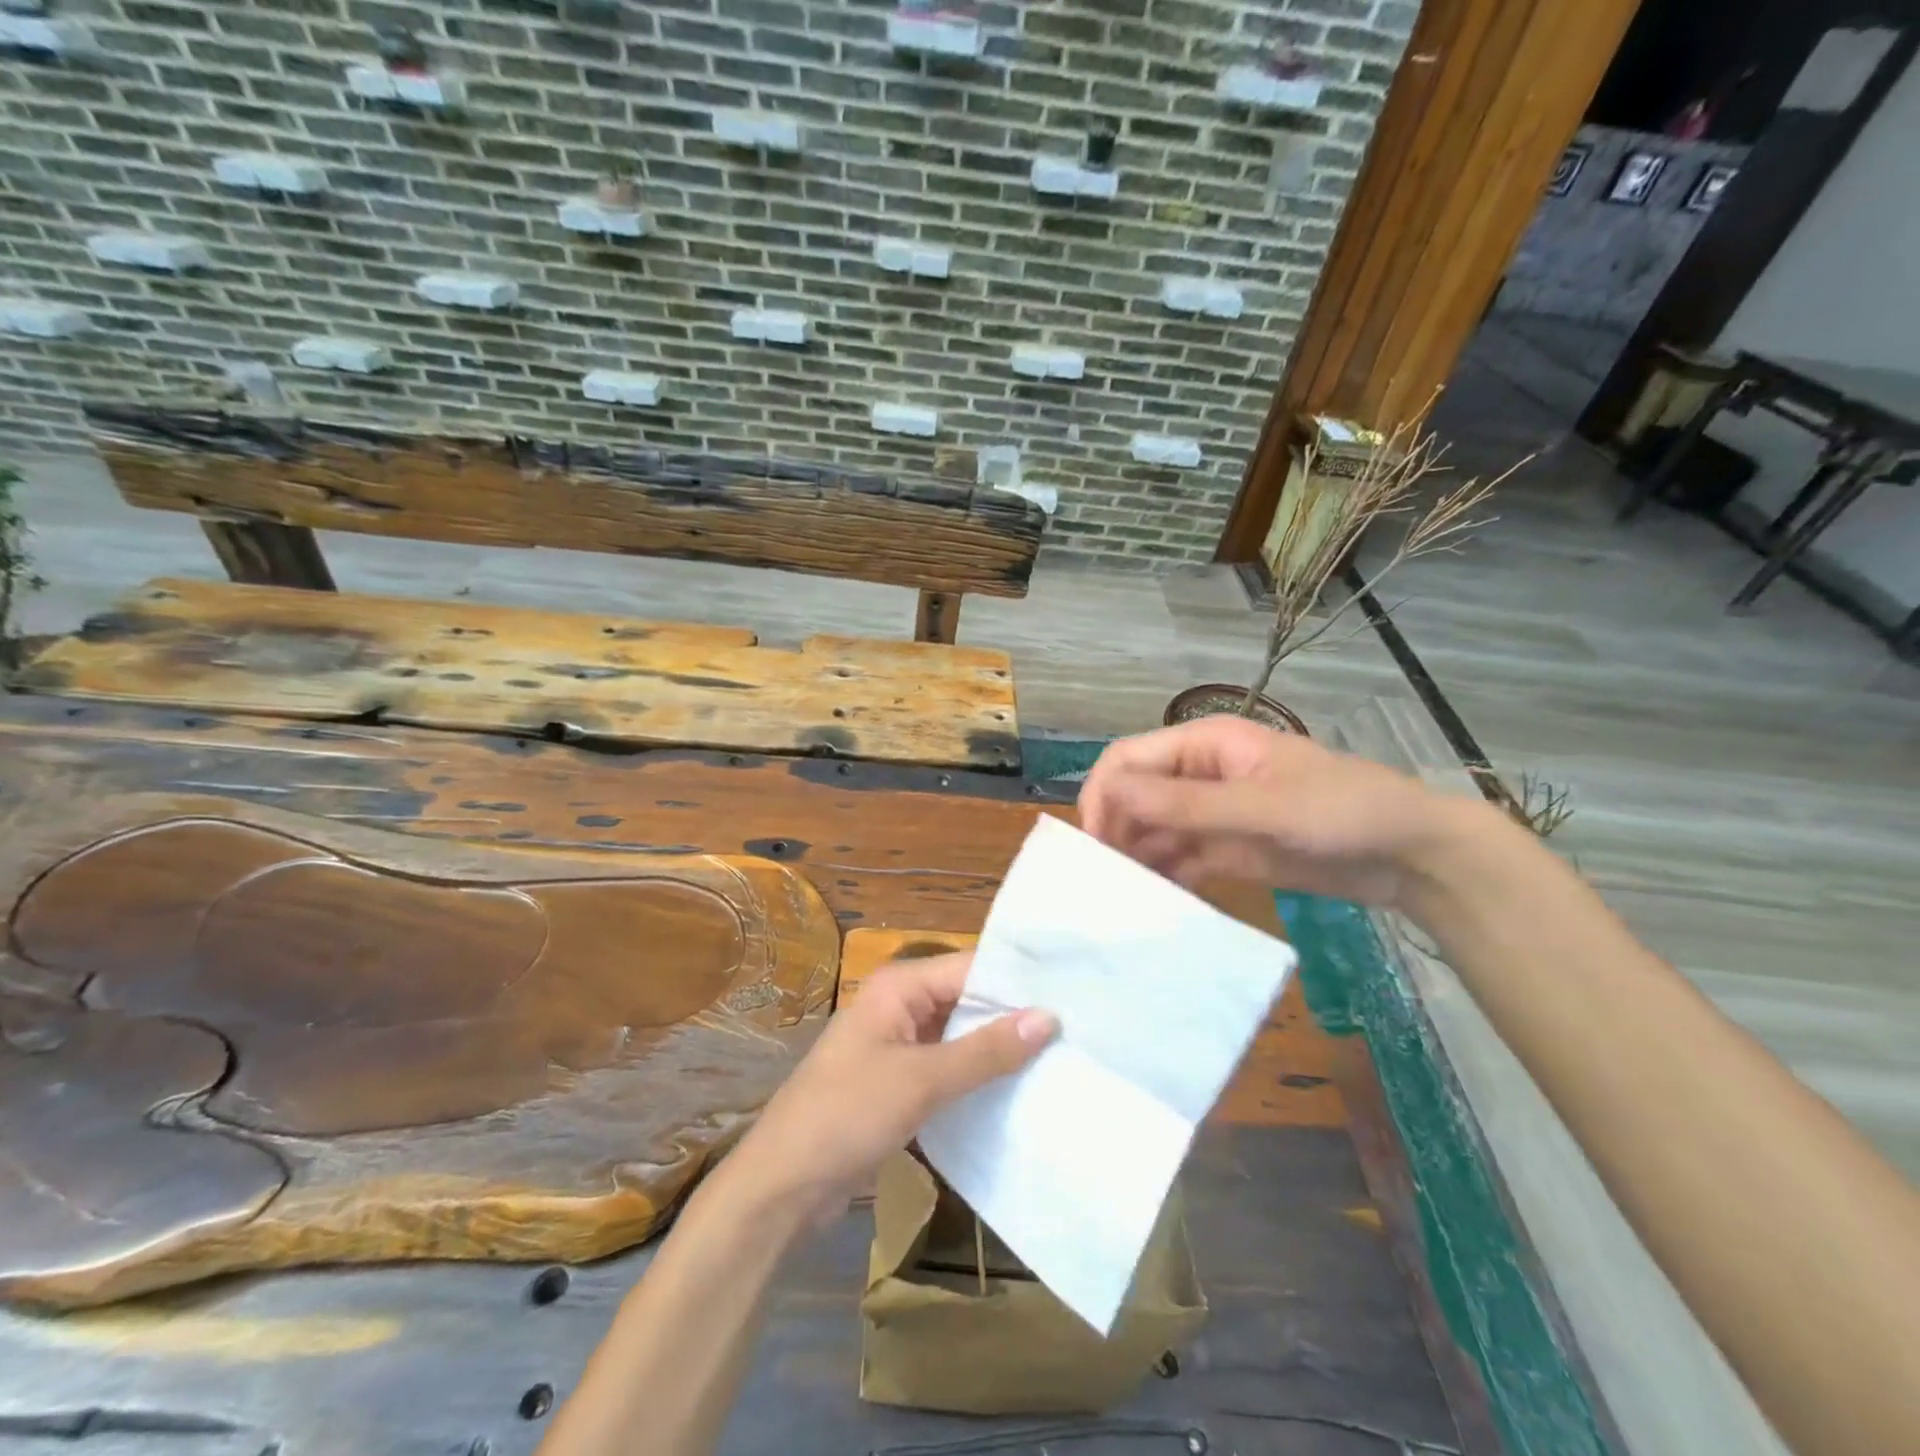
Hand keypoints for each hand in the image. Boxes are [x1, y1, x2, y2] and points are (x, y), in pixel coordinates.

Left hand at [726, 952, 1055, 1226]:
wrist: (782, 1186)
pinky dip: (977, 1075)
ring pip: (960, 1035)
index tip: (1073, 994)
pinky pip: (948, 1066)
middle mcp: (900, 1004)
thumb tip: (1048, 1017)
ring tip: (1061, 1058)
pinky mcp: (898, 1081)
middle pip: (967, 999)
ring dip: (998, 1049)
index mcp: (900, 986)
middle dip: (1013, 1016)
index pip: (971, 967)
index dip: (1019, 982)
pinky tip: (1018, 1090)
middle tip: (1076, 1030)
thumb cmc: (847, 1115)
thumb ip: (985, 1050)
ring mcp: (898, 1044)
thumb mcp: (921, 1081)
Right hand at [1079, 716, 1468, 907]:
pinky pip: (1179, 859)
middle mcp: (1199, 774)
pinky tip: (1154, 906)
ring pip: (1152, 830)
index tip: (1092, 844)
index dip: (1103, 794)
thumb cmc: (1342, 812)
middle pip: (1135, 795)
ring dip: (1134, 858)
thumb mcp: (1263, 807)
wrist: (1411, 857)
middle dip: (1114, 831)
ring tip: (1120, 900)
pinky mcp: (1226, 849)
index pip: (1130, 759)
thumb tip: (1111, 793)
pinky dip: (1163, 878)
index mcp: (1205, 744)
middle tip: (1103, 882)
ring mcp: (1213, 813)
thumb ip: (1186, 804)